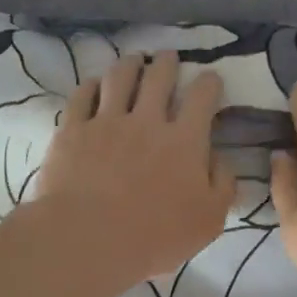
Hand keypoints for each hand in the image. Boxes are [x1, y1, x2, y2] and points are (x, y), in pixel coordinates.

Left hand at [28, 50, 235, 296]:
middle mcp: (147, 120)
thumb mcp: (209, 220)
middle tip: (168, 58)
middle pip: (159, 77)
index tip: (210, 80)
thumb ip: (223, 185)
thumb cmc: (156, 236)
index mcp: (185, 141)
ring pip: (120, 77)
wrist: (90, 238)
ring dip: (130, 64)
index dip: (209, 83)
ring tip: (134, 60)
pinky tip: (94, 84)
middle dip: (167, 63)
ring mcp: (106, 122)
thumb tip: (222, 159)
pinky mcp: (73, 131)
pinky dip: (90, 85)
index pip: (203, 97)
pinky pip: (82, 96)